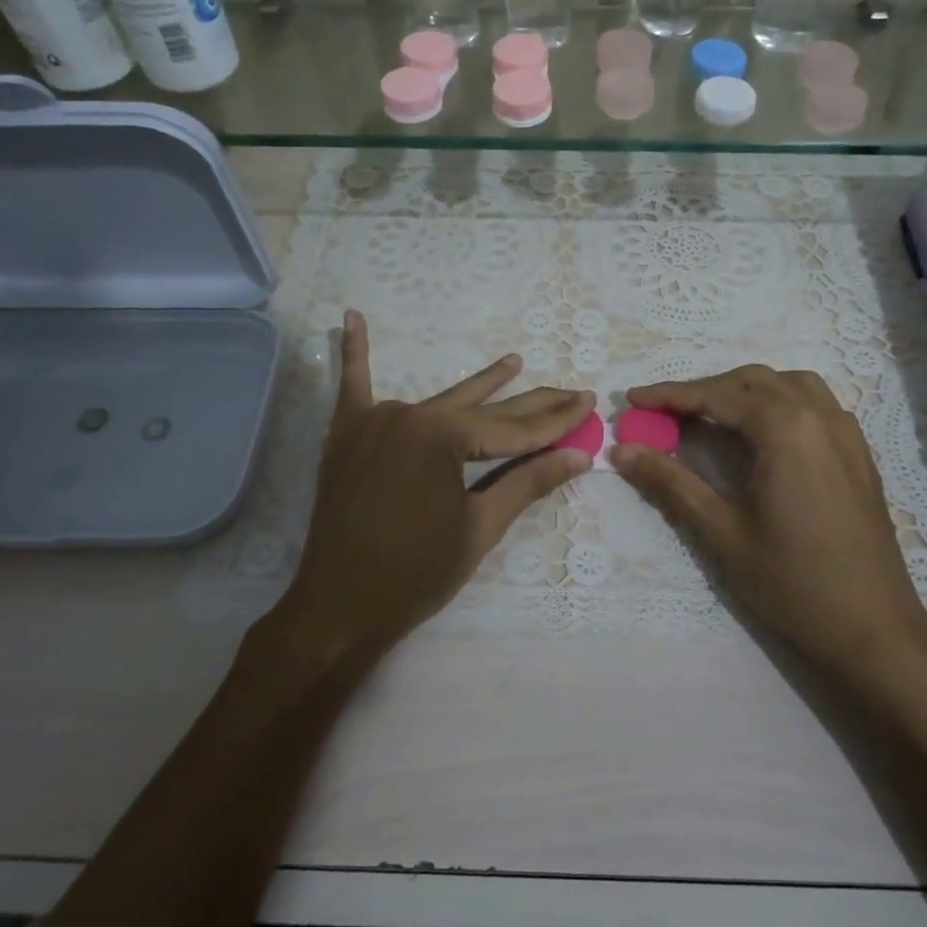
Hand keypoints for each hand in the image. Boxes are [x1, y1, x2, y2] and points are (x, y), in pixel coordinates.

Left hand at [271, 312, 593, 657]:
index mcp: (442, 437)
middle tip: (571, 390)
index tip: (589, 402)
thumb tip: (580, 454)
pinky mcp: (346, 435)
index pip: (513, 428)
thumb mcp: (480, 527)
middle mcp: (408, 415)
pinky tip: (352, 319)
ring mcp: (373, 421)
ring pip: (439, 400)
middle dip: (531, 403)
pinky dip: (354, 354)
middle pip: (482, 409)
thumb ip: (528, 482)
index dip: (556, 420)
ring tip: (513, 361)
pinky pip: (351, 387)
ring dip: (478, 383)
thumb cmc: (415, 572)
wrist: (337, 608)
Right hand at [612, 366, 926, 679]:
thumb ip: (671, 483)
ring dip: (745, 390)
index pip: (717, 395)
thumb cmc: (793, 583)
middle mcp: (819, 416)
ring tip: (712, 415)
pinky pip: (816, 404)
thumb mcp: (722, 533)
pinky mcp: (859, 454)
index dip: (670, 394)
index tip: (632, 398)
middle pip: (752, 382)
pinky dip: (780, 402)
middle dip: (705, 390)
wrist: (875, 630)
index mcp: (785, 429)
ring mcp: (846, 433)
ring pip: (789, 385)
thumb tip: (622, 451)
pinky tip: (764, 434)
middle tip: (665, 413)